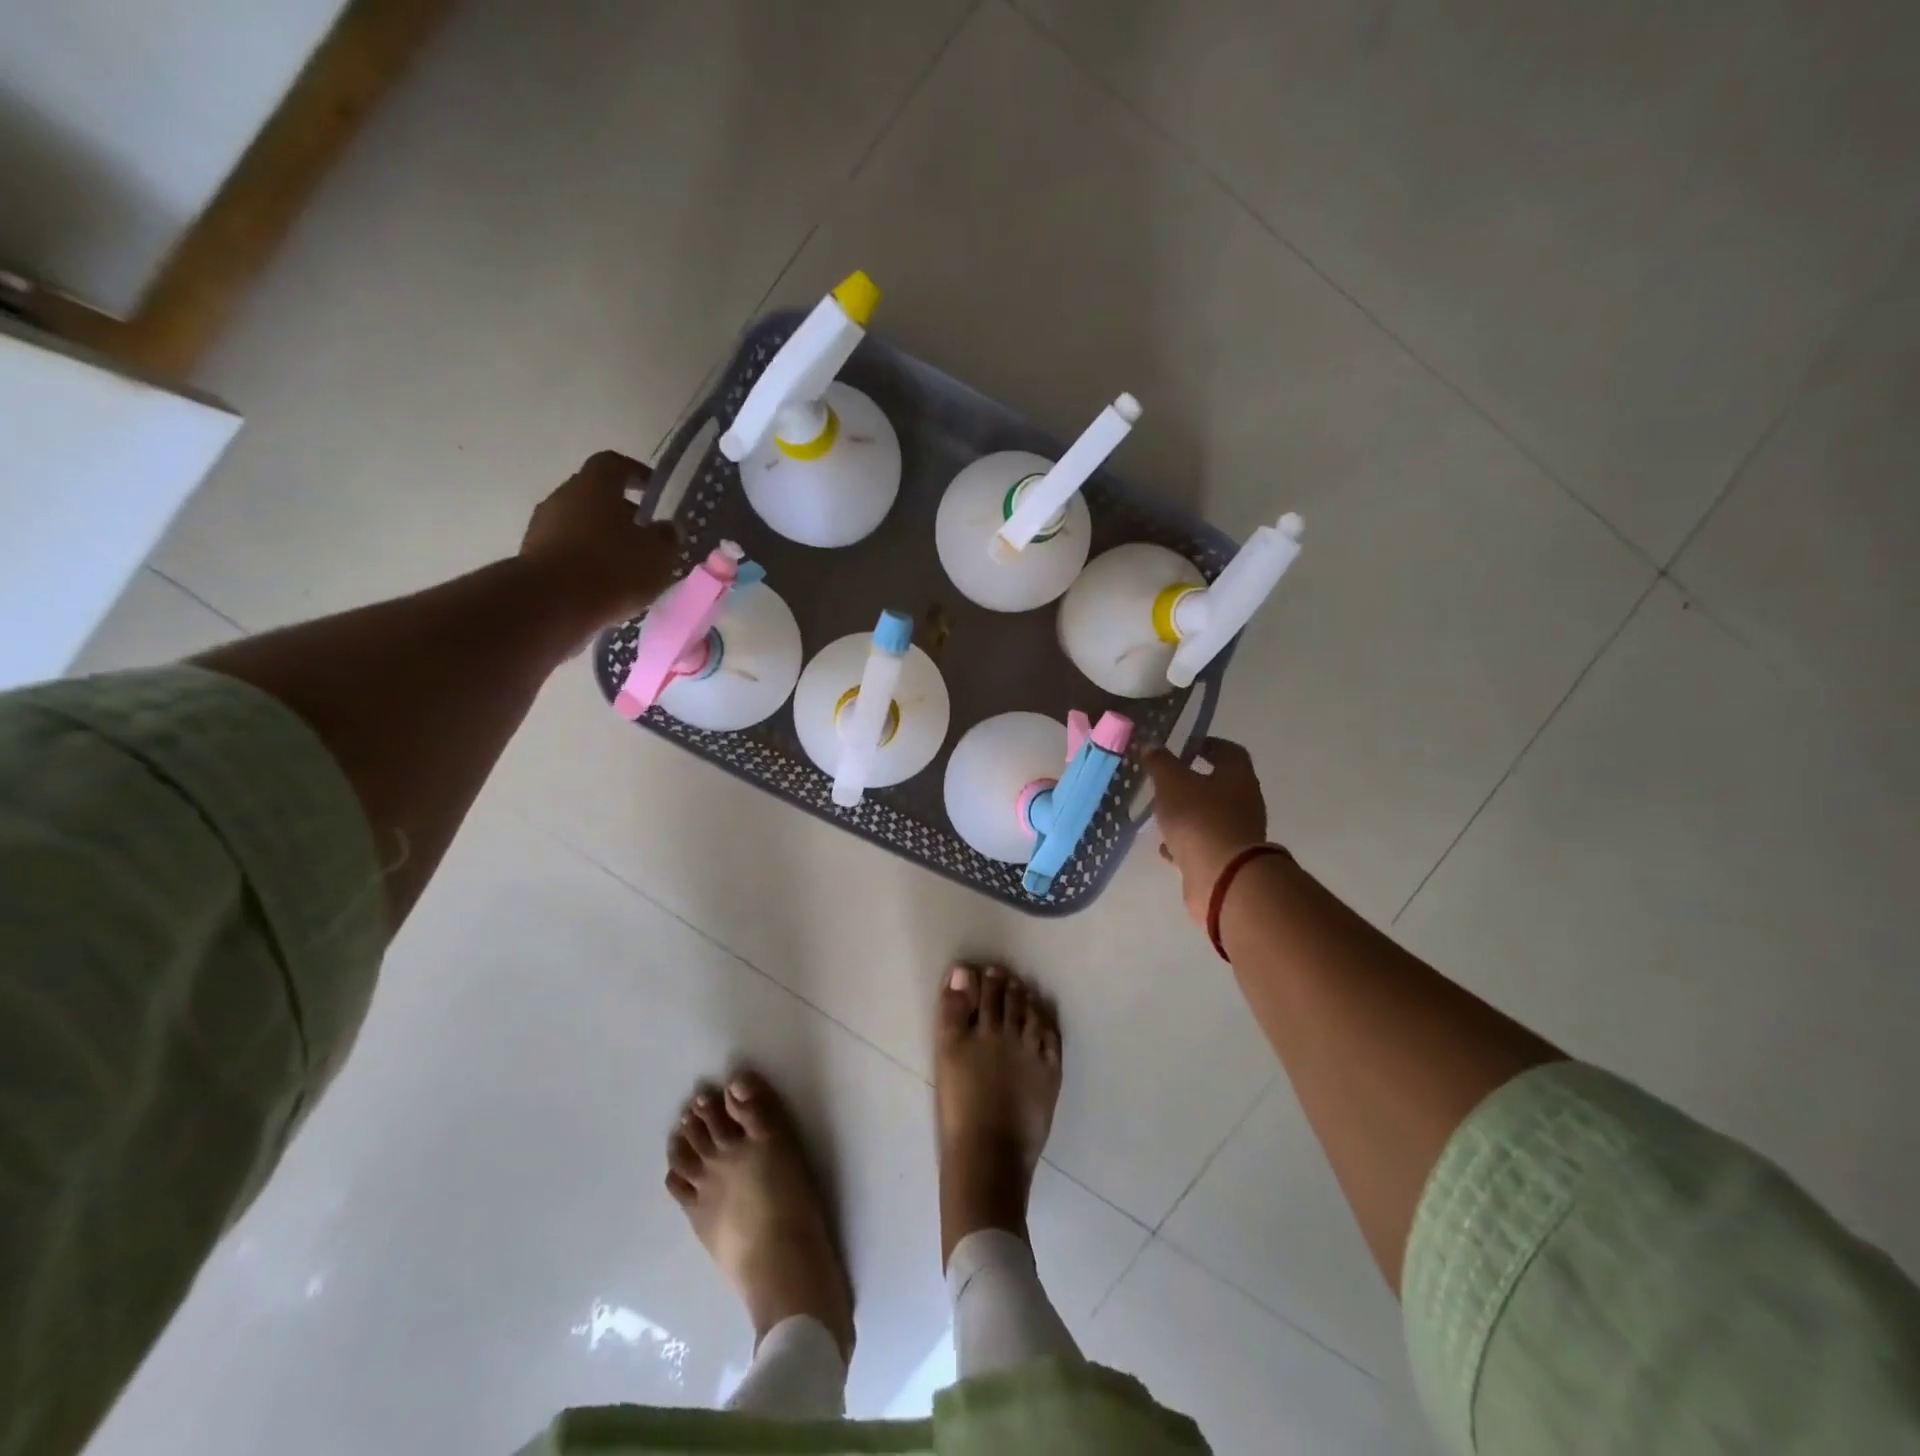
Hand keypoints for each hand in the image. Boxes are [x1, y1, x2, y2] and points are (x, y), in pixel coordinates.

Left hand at [521, 451, 680, 627]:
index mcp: (594, 485)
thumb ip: (666, 537)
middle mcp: (563, 496)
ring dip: (602, 537)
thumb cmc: (613, 568)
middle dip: (620, 511)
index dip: (636, 473)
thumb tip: (666, 528)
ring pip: (579, 523)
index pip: (614, 464)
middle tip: (644, 533)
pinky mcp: (532, 556)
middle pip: (594, 494)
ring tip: (626, 564)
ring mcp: (542, 526)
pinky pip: (567, 549)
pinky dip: (586, 559)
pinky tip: (603, 583)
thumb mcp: (658, 555)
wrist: (552, 604)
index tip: (652, 489)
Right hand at [1143, 737, 1268, 926]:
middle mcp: (1244, 802)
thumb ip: (1160, 762)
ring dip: (1187, 813)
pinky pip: (1203, 844)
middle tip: (1165, 780)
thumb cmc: (1199, 819)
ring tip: (1160, 814)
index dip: (1207, 745)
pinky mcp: (1226, 860)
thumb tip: (1151, 744)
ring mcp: (1237, 834)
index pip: (1229, 751)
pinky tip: (1164, 846)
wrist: (1221, 878)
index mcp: (1238, 777)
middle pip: (1219, 785)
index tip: (1183, 746)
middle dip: (1193, 782)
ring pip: (1209, 816)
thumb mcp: (1172, 782)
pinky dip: (1185, 842)